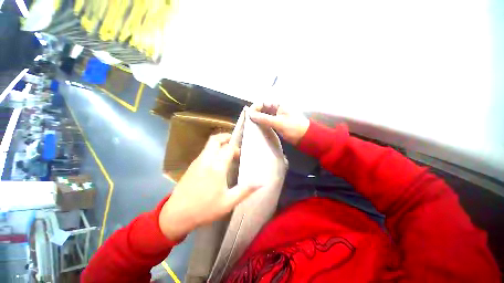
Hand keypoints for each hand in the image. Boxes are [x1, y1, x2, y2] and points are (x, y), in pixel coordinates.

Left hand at [159, 133, 260, 240]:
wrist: (176, 215)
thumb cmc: (205, 209)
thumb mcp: (228, 202)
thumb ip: (245, 190)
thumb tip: (261, 183)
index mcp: (216, 167)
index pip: (228, 148)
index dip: (236, 148)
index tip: (241, 155)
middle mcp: (206, 160)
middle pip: (215, 140)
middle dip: (225, 137)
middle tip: (234, 142)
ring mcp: (197, 161)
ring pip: (209, 144)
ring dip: (219, 143)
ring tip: (227, 151)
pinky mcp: (192, 165)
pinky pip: (205, 151)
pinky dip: (213, 149)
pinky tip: (217, 160)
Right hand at [249, 103, 309, 144]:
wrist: (305, 137)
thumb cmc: (293, 127)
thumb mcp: (278, 122)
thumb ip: (264, 118)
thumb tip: (250, 114)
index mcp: (278, 105)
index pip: (263, 103)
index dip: (255, 107)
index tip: (248, 114)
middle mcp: (277, 109)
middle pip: (263, 109)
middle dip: (256, 113)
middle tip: (248, 120)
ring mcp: (277, 116)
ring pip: (265, 115)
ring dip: (258, 119)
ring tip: (251, 124)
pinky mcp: (277, 123)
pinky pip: (267, 121)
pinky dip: (263, 123)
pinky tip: (258, 127)